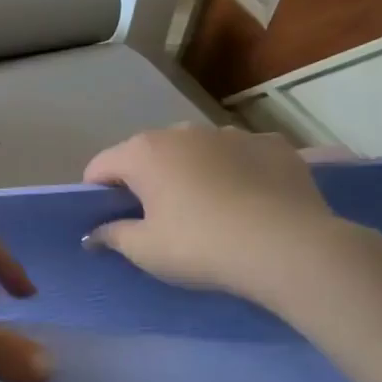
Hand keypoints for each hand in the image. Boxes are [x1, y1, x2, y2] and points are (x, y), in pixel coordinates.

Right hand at [82, 126, 345, 299]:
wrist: (287, 247)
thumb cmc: (199, 246)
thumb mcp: (144, 250)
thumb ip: (112, 236)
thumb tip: (93, 234)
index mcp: (144, 153)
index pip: (100, 166)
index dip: (96, 194)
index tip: (106, 221)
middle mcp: (184, 132)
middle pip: (147, 153)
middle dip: (144, 179)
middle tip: (155, 218)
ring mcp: (232, 133)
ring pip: (195, 150)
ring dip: (189, 171)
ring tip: (205, 209)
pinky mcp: (274, 144)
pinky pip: (239, 155)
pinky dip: (233, 171)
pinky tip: (245, 201)